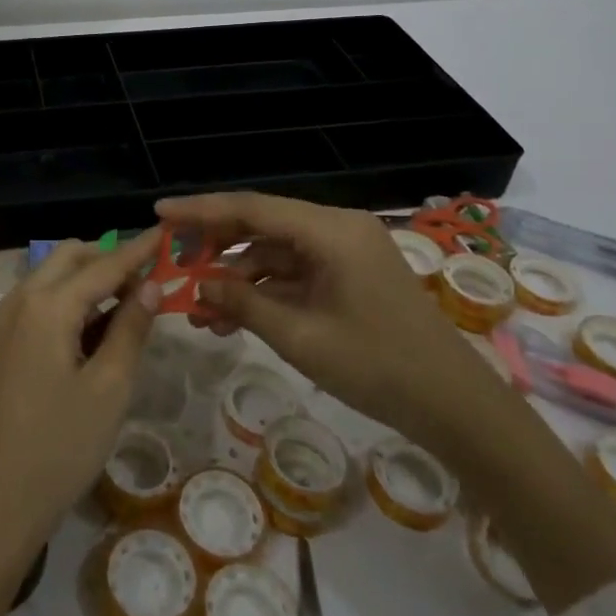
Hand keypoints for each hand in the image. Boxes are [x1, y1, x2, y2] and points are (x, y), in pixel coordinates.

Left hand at [0, 232, 160, 563]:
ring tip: (126, 305)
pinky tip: (90, 331)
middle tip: (148, 278)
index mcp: (48, 305)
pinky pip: (37, 304)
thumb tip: (151, 284)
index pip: (104, 264)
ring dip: (87, 280)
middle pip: (69, 258)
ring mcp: (3, 322)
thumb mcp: (108, 389)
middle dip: (108, 258)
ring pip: (51, 279)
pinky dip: (67, 302)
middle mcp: (20, 300)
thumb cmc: (58, 448)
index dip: (138, 250)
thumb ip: (131, 329)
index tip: (166, 232)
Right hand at [158, 192, 505, 446]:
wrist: (456, 407)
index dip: (202, 210)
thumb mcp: (301, 337)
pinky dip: (263, 292)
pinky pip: (294, 273)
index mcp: (330, 230)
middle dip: (215, 245)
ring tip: (198, 311)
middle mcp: (336, 228)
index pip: (252, 208)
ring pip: (274, 252)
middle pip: (261, 225)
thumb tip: (198, 287)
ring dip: (237, 278)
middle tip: (172, 261)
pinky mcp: (348, 275)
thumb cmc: (378, 367)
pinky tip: (232, 319)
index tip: (159, 213)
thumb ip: (244, 304)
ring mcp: (344, 252)